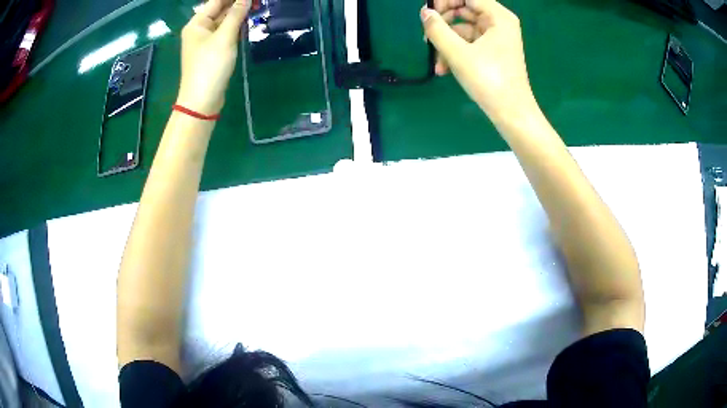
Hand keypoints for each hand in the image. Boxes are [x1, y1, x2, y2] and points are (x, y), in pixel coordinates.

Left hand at [176, 0, 250, 114]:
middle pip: (220, 9)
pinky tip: (248, 22)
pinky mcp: (213, 51)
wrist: (202, 101)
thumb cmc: (210, 66)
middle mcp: (200, 30)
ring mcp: (206, 41)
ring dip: (239, 14)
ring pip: (224, 21)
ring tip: (256, 7)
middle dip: (238, 4)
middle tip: (257, 2)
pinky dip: (236, 26)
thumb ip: (236, 14)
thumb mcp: (224, 37)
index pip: (216, 1)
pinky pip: (225, 32)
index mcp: (197, 23)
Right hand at [422, 0, 536, 122]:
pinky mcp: (492, 52)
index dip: (445, 1)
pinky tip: (444, 69)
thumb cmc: (489, 80)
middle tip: (427, 35)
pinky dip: (455, 53)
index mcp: (498, 17)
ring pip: (464, 29)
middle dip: (444, 24)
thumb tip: (425, 13)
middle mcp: (499, 23)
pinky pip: (469, 44)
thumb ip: (437, 29)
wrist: (511, 114)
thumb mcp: (458, 53)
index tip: (428, 13)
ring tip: (437, 63)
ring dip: (446, 43)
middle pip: (464, 10)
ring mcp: (496, 38)